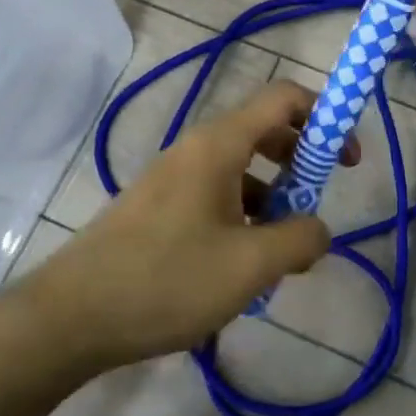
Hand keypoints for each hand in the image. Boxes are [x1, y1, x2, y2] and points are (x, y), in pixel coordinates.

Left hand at [16, 81, 346, 373]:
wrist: (70, 317)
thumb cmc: (167, 280)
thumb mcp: (250, 266)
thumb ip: (300, 240)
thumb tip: (319, 230)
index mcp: (219, 144)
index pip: (284, 98)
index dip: (325, 116)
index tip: (346, 160)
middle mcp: (196, 149)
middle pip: (265, 132)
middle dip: (301, 163)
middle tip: (313, 207)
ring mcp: (174, 178)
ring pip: (241, 170)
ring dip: (272, 199)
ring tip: (279, 254)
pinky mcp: (159, 208)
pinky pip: (216, 197)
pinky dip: (243, 218)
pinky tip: (242, 270)